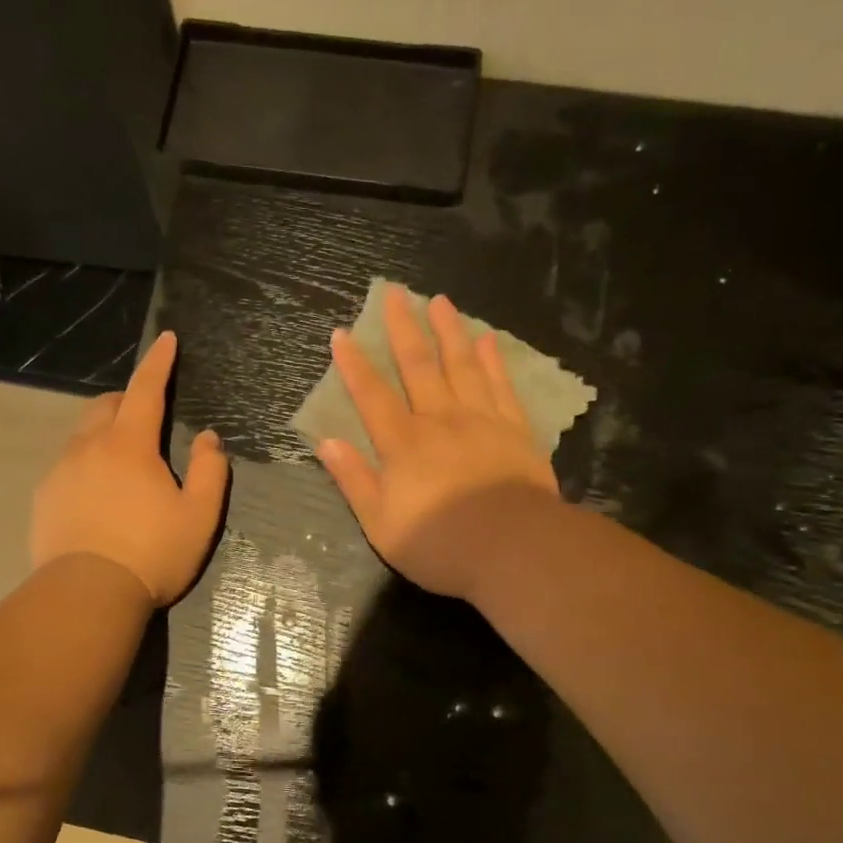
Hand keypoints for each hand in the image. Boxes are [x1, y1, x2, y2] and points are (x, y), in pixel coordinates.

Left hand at [30, 330, 228, 605]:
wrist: (87, 595)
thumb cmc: (152, 554)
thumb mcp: (199, 516)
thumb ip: (209, 470)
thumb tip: (208, 437)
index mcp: (130, 445)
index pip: (146, 390)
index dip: (159, 362)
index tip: (166, 339)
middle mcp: (89, 447)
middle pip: (105, 404)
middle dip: (127, 399)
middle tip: (146, 418)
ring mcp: (60, 471)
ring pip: (82, 434)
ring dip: (104, 433)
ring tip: (121, 463)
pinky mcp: (44, 497)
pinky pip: (66, 464)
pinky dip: (85, 464)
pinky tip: (96, 496)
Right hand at [316, 287, 556, 598]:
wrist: (514, 548)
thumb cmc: (440, 543)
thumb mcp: (381, 523)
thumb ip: (354, 480)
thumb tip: (327, 442)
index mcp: (403, 444)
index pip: (372, 395)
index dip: (354, 364)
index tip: (342, 334)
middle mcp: (439, 420)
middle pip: (417, 366)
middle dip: (402, 328)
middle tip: (395, 293)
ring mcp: (481, 421)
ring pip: (460, 365)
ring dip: (447, 331)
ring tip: (439, 301)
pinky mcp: (515, 430)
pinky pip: (500, 386)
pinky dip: (491, 361)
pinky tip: (486, 340)